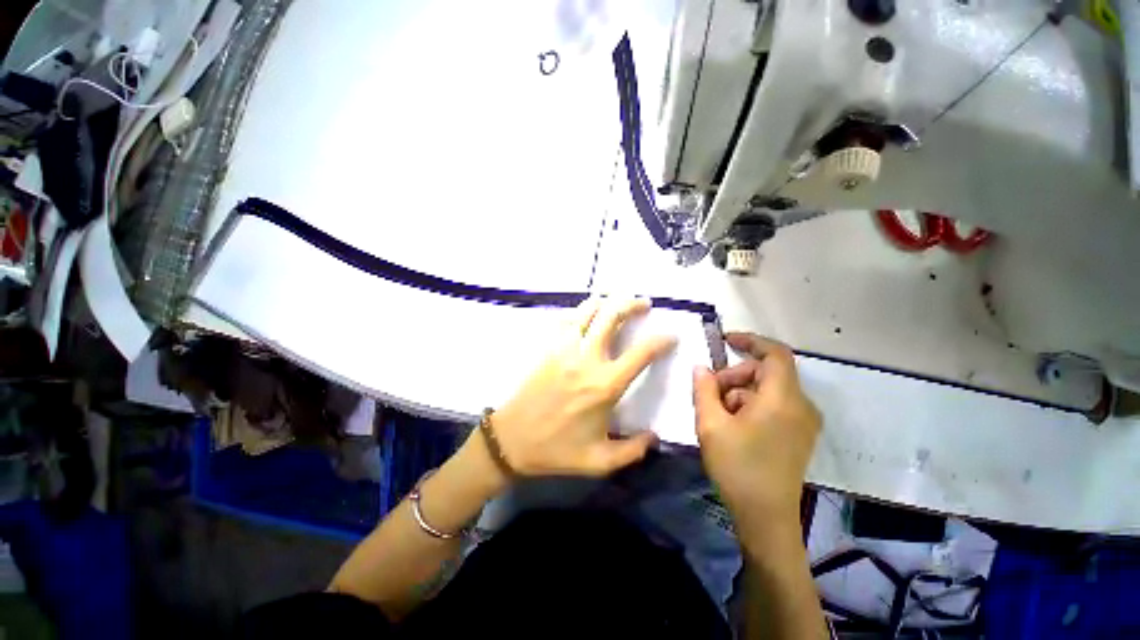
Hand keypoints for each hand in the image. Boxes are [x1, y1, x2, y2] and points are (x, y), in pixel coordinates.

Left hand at [489, 297, 676, 477]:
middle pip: (612, 316)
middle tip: (644, 304)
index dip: (661, 340)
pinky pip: (566, 320)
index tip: (671, 336)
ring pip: (587, 311)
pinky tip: (587, 312)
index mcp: (605, 385)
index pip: (641, 353)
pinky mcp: (548, 348)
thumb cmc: (556, 451)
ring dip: (606, 301)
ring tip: (617, 301)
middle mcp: (587, 359)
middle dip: (632, 304)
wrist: (511, 441)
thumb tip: (655, 437)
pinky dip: (580, 311)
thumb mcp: (600, 461)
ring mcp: (564, 349)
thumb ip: (633, 450)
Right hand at [693, 333, 820, 532]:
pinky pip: (773, 405)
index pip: (775, 354)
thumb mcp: (711, 424)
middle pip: (766, 372)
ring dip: (739, 393)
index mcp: (783, 399)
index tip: (725, 340)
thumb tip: (701, 368)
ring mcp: (803, 421)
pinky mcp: (799, 434)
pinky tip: (732, 425)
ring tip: (717, 415)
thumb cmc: (738, 467)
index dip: (751, 341)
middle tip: (709, 394)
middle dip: (734, 376)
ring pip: (766, 390)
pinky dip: (750, 406)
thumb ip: (704, 389)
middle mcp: (801, 405)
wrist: (766, 518)